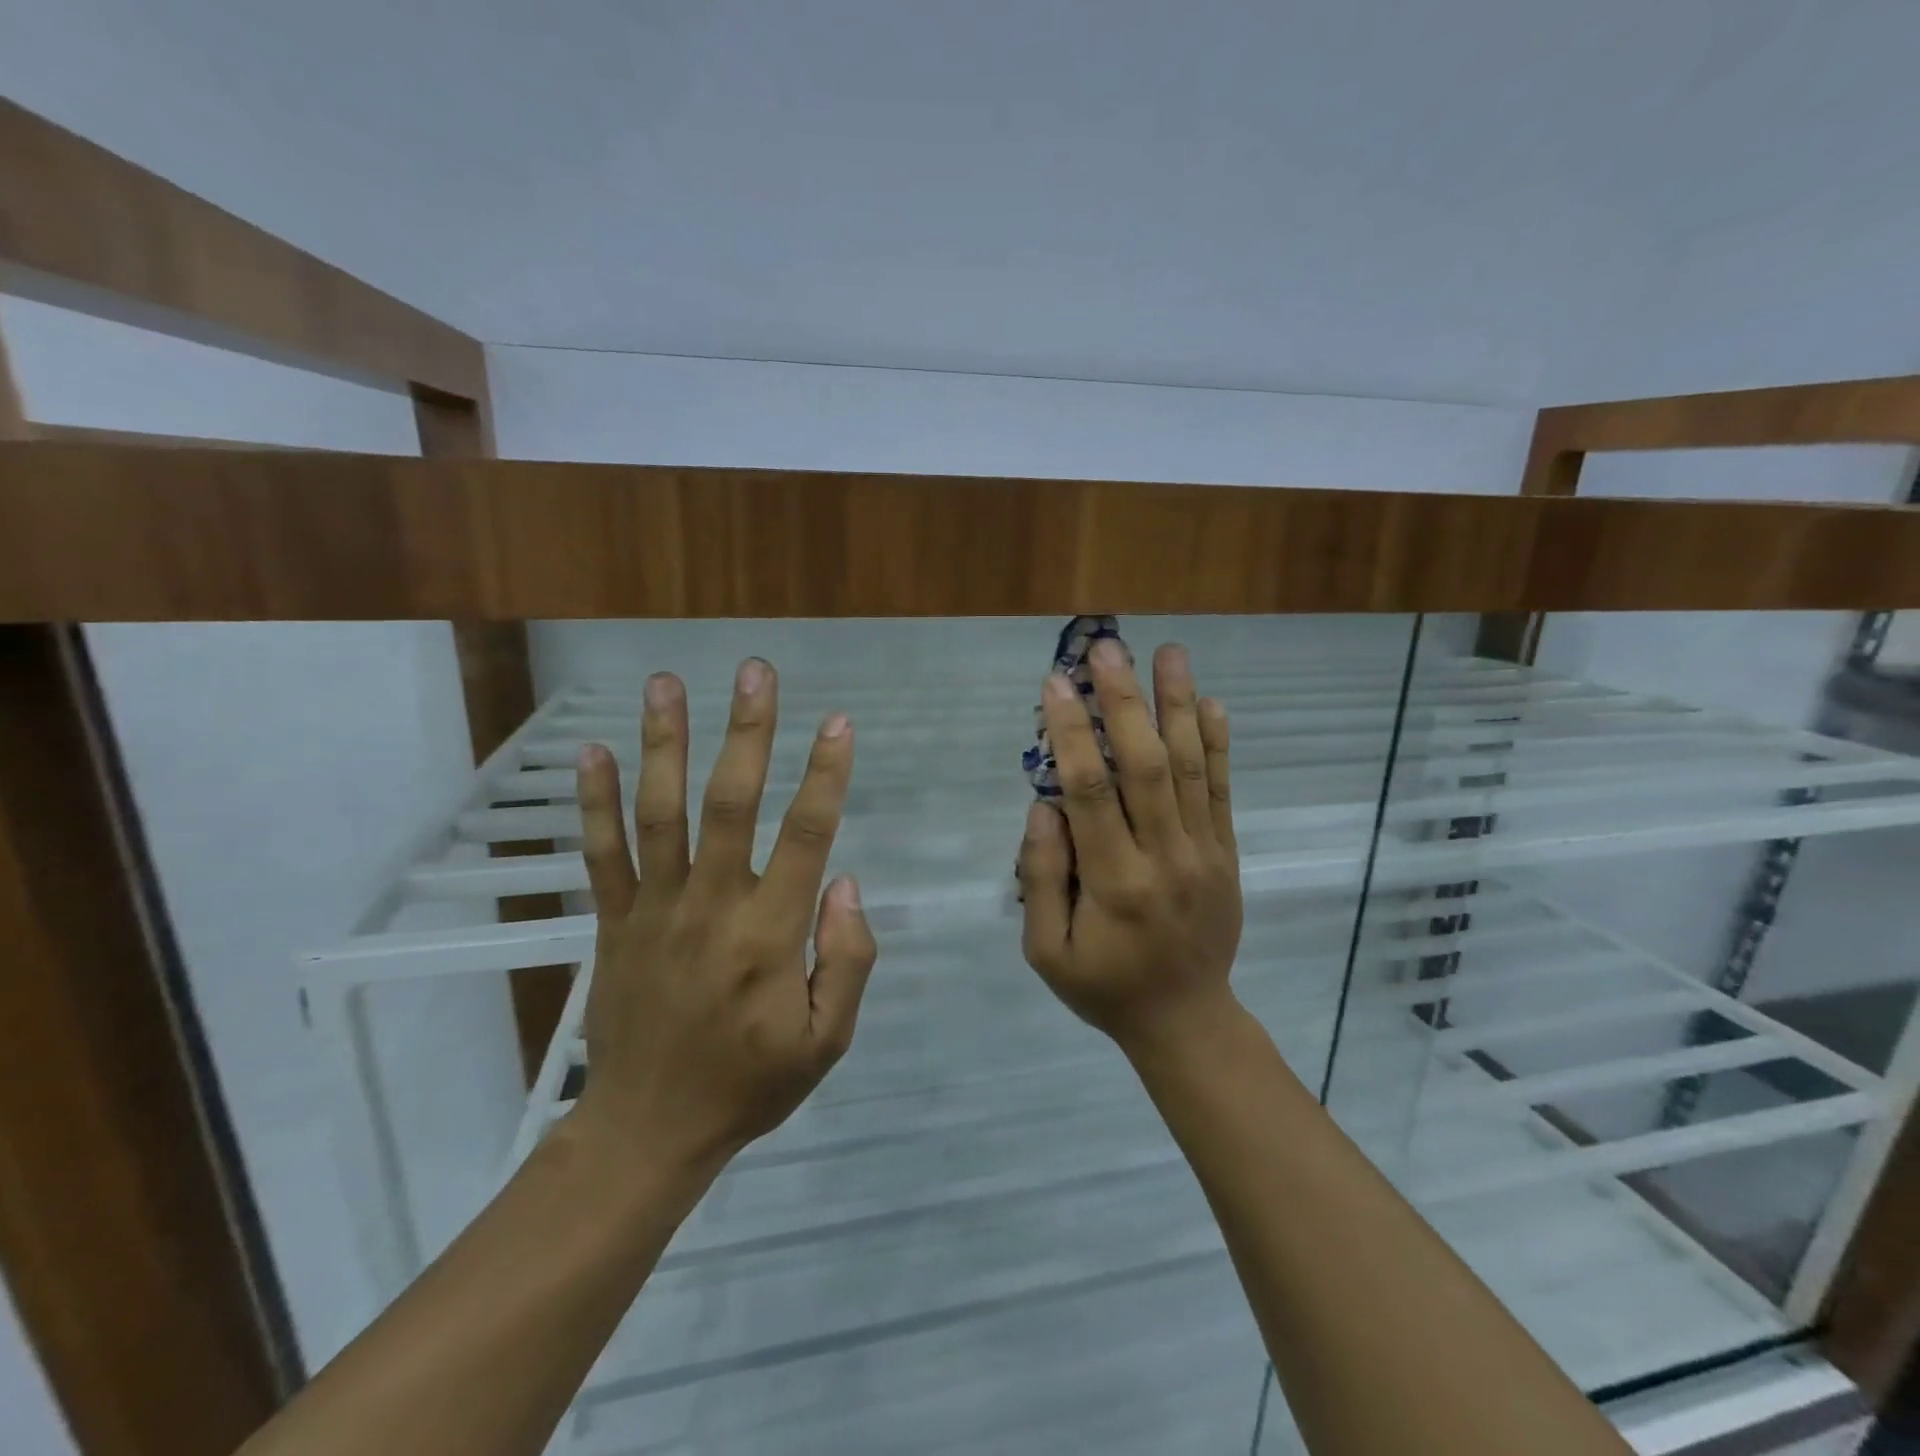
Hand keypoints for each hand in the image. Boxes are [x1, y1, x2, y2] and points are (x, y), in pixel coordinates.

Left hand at [569, 659, 877, 1177]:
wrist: (647, 1131)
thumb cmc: (749, 1084)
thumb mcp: (825, 1043)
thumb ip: (847, 961)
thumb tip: (846, 882)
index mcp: (769, 935)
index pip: (806, 837)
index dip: (826, 776)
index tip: (840, 722)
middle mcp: (711, 906)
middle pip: (730, 803)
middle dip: (747, 732)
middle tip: (755, 672)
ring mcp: (654, 910)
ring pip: (660, 813)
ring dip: (665, 743)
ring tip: (667, 682)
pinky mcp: (612, 923)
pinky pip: (600, 855)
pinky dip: (595, 802)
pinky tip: (593, 750)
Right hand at [1018, 641, 1242, 1053]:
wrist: (1187, 1019)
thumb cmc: (1105, 986)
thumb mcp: (1046, 951)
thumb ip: (1041, 878)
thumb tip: (1045, 807)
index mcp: (1115, 884)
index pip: (1091, 793)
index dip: (1073, 734)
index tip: (1056, 684)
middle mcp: (1165, 858)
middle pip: (1145, 766)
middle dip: (1124, 702)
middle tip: (1108, 649)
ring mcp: (1204, 853)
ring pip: (1189, 768)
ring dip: (1177, 706)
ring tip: (1167, 652)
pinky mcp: (1227, 853)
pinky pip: (1221, 791)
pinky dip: (1216, 744)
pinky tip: (1209, 702)